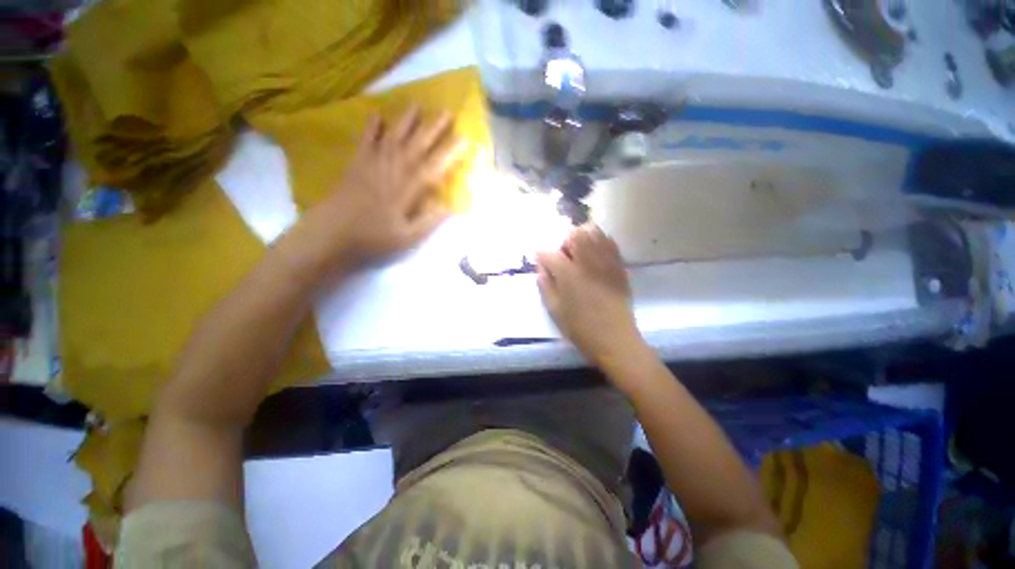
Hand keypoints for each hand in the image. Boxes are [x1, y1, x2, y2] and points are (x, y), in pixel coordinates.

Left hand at [321, 105, 464, 264]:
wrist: (332, 235)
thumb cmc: (373, 239)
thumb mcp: (407, 238)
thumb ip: (429, 222)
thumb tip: (449, 207)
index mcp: (407, 190)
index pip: (433, 168)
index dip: (450, 153)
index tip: (464, 139)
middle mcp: (392, 171)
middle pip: (416, 146)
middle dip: (433, 129)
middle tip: (447, 112)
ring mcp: (372, 165)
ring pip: (393, 138)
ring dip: (406, 121)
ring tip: (417, 104)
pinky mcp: (356, 165)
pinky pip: (365, 141)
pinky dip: (371, 128)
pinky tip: (377, 115)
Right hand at [536, 224, 643, 370]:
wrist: (615, 339)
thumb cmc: (580, 328)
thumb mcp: (555, 310)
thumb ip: (545, 285)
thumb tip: (541, 268)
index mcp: (568, 275)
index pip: (550, 254)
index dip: (541, 253)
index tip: (538, 256)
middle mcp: (587, 262)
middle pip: (575, 233)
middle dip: (564, 240)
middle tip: (563, 255)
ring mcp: (606, 262)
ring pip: (594, 232)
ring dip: (582, 237)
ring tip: (579, 252)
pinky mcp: (619, 266)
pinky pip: (609, 242)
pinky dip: (599, 241)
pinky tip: (594, 254)